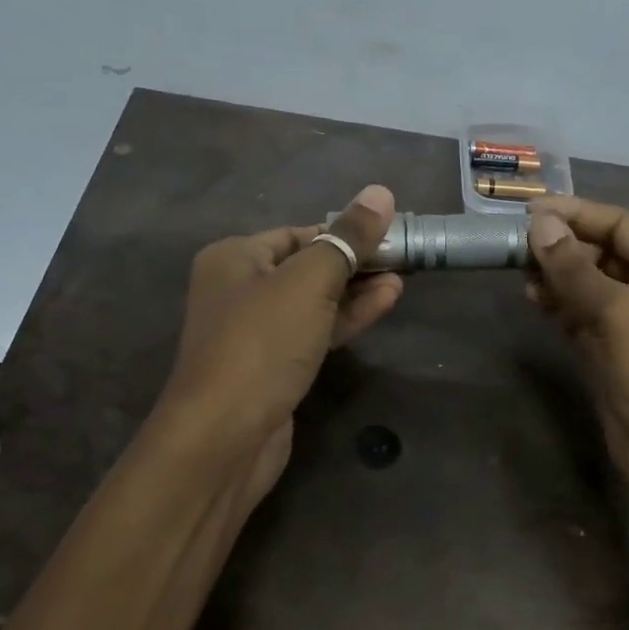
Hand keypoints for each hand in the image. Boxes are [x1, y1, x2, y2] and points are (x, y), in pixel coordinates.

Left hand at [157, 184, 403, 507]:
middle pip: (308, 265)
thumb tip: (380, 193)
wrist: (225, 436)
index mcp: (234, 257)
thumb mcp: (308, 282)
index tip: (390, 233)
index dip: (345, 231)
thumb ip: (347, 239)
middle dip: (355, 262)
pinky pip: (315, 331)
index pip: (299, 233)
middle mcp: (240, 289)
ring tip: (403, 278)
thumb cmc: (262, 343)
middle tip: (403, 258)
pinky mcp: (275, 366)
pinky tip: (384, 303)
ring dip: (357, 291)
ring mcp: (257, 332)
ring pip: (314, 301)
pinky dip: (347, 319)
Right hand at [526, 197, 628, 526]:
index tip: (528, 211)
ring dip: (556, 276)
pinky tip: (533, 301)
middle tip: (514, 244)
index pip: (622, 225)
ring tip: (518, 271)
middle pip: (604, 254)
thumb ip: (578, 270)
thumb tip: (540, 225)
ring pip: (589, 288)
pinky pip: (581, 321)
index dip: (577, 213)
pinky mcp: (612, 359)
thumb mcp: (624, 315)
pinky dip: (558, 308)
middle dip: (563, 245)